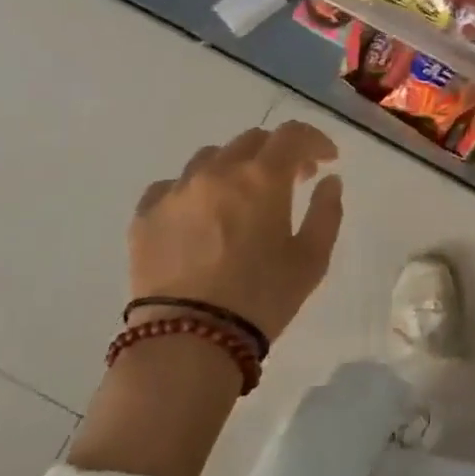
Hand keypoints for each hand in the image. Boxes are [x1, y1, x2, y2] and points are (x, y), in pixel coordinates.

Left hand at [129, 121, 343, 341]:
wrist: (188, 341)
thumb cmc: (262, 298)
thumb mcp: (312, 259)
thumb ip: (326, 212)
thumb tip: (329, 181)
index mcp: (262, 177)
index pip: (293, 135)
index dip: (315, 141)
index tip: (327, 160)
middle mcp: (217, 171)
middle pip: (252, 140)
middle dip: (278, 153)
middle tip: (291, 180)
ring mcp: (176, 190)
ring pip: (210, 157)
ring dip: (235, 166)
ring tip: (242, 196)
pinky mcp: (145, 215)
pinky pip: (172, 186)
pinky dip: (194, 190)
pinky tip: (200, 214)